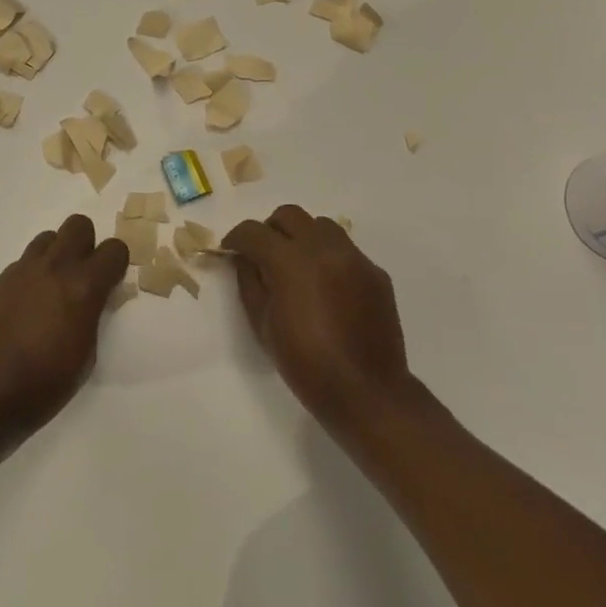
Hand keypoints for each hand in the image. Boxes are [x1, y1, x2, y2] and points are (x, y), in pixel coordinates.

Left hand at [0, 215, 129, 440]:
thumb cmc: (45, 384)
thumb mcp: (87, 355)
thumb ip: (93, 315)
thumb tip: (92, 299)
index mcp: (84, 287)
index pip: (114, 249)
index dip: (116, 264)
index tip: (111, 282)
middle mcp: (54, 268)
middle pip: (78, 224)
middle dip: (86, 244)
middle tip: (82, 276)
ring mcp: (22, 271)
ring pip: (47, 238)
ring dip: (56, 255)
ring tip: (51, 288)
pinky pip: (23, 263)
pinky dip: (31, 275)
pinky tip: (25, 306)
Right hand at [223, 205, 414, 428]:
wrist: (365, 391)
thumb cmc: (305, 363)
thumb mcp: (262, 326)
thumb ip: (249, 283)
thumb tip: (245, 259)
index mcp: (291, 262)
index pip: (254, 231)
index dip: (236, 238)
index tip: (230, 249)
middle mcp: (325, 249)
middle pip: (290, 215)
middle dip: (270, 229)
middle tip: (263, 254)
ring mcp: (355, 258)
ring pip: (321, 225)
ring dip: (302, 236)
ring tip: (296, 266)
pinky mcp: (375, 272)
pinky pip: (345, 249)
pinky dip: (328, 256)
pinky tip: (325, 286)